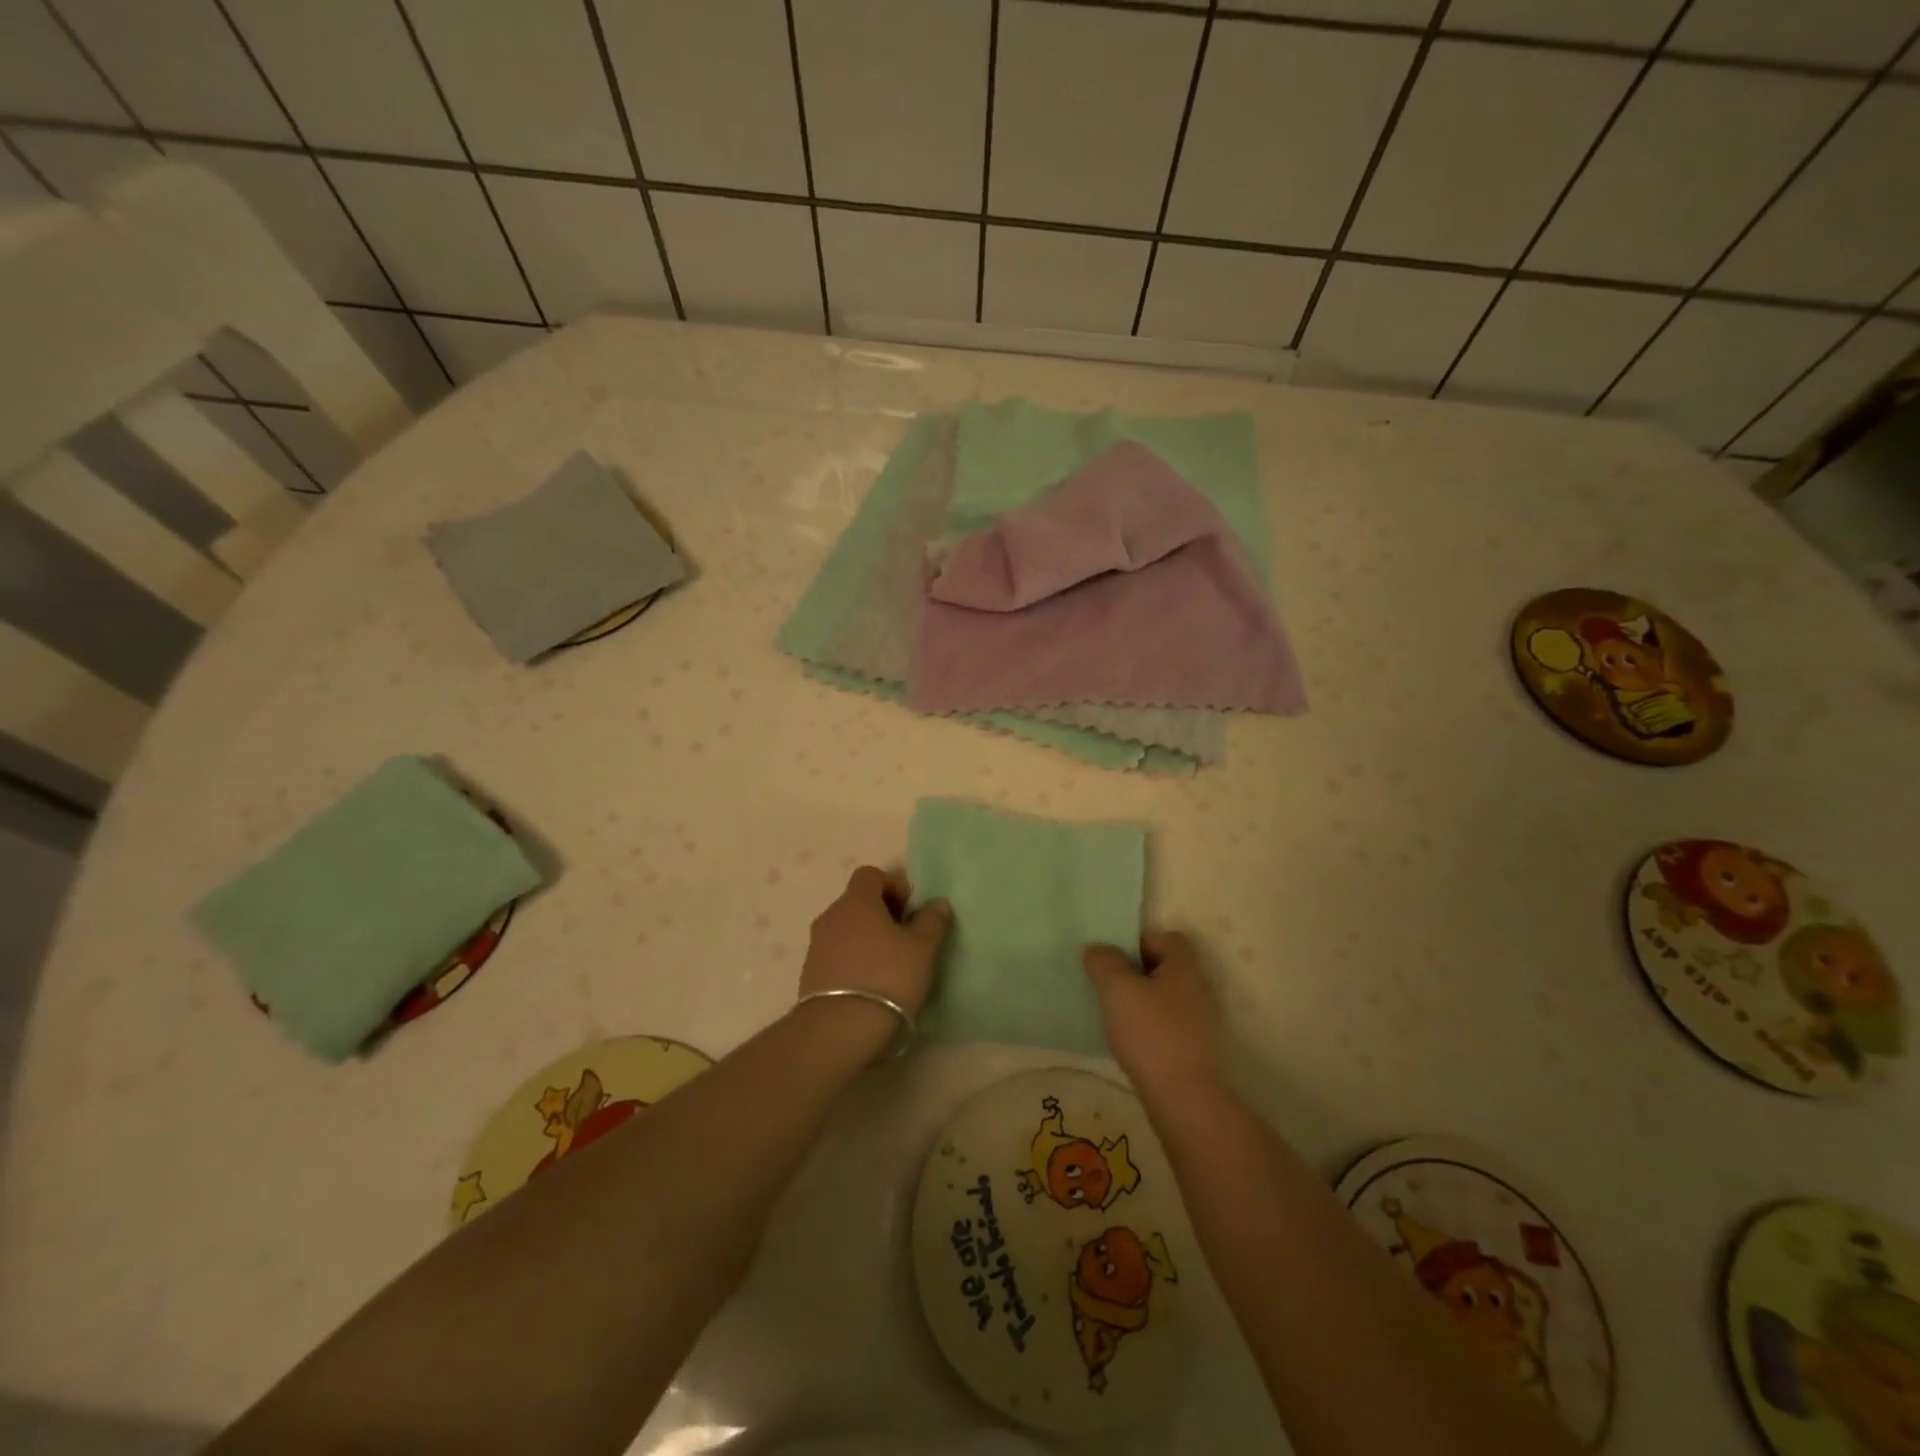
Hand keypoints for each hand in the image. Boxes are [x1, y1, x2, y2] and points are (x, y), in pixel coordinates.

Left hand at [800, 867, 951, 1016]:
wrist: (840, 1030)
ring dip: (866, 940)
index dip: (893, 885)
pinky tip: (870, 986)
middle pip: (857, 902)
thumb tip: (937, 903)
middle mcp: (831, 916)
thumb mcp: (922, 948)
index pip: (870, 874)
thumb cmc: (888, 977)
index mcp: (856, 901)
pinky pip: (835, 956)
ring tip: (889, 966)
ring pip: (846, 930)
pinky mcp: (809, 975)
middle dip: (881, 914)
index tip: (910, 911)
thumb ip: (932, 921)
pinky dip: (852, 962)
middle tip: (905, 939)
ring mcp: (816, 946)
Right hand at [1082, 931, 1221, 1093]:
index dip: (1142, 941)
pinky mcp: (1195, 1050)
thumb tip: (1096, 949)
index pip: (1169, 938)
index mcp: (1186, 969)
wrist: (1183, 1099)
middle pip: (1166, 968)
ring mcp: (1201, 1023)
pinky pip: (1169, 1025)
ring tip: (1116, 1015)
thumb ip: (1105, 962)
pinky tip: (1131, 1042)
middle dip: (1137, 973)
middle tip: (1110, 985)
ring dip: (1142, 1002)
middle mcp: (1199, 990)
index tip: (1117, 959)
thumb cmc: (1150, 1033)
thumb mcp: (1118, 989)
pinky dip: (1150, 1027)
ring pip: (1166, 998)